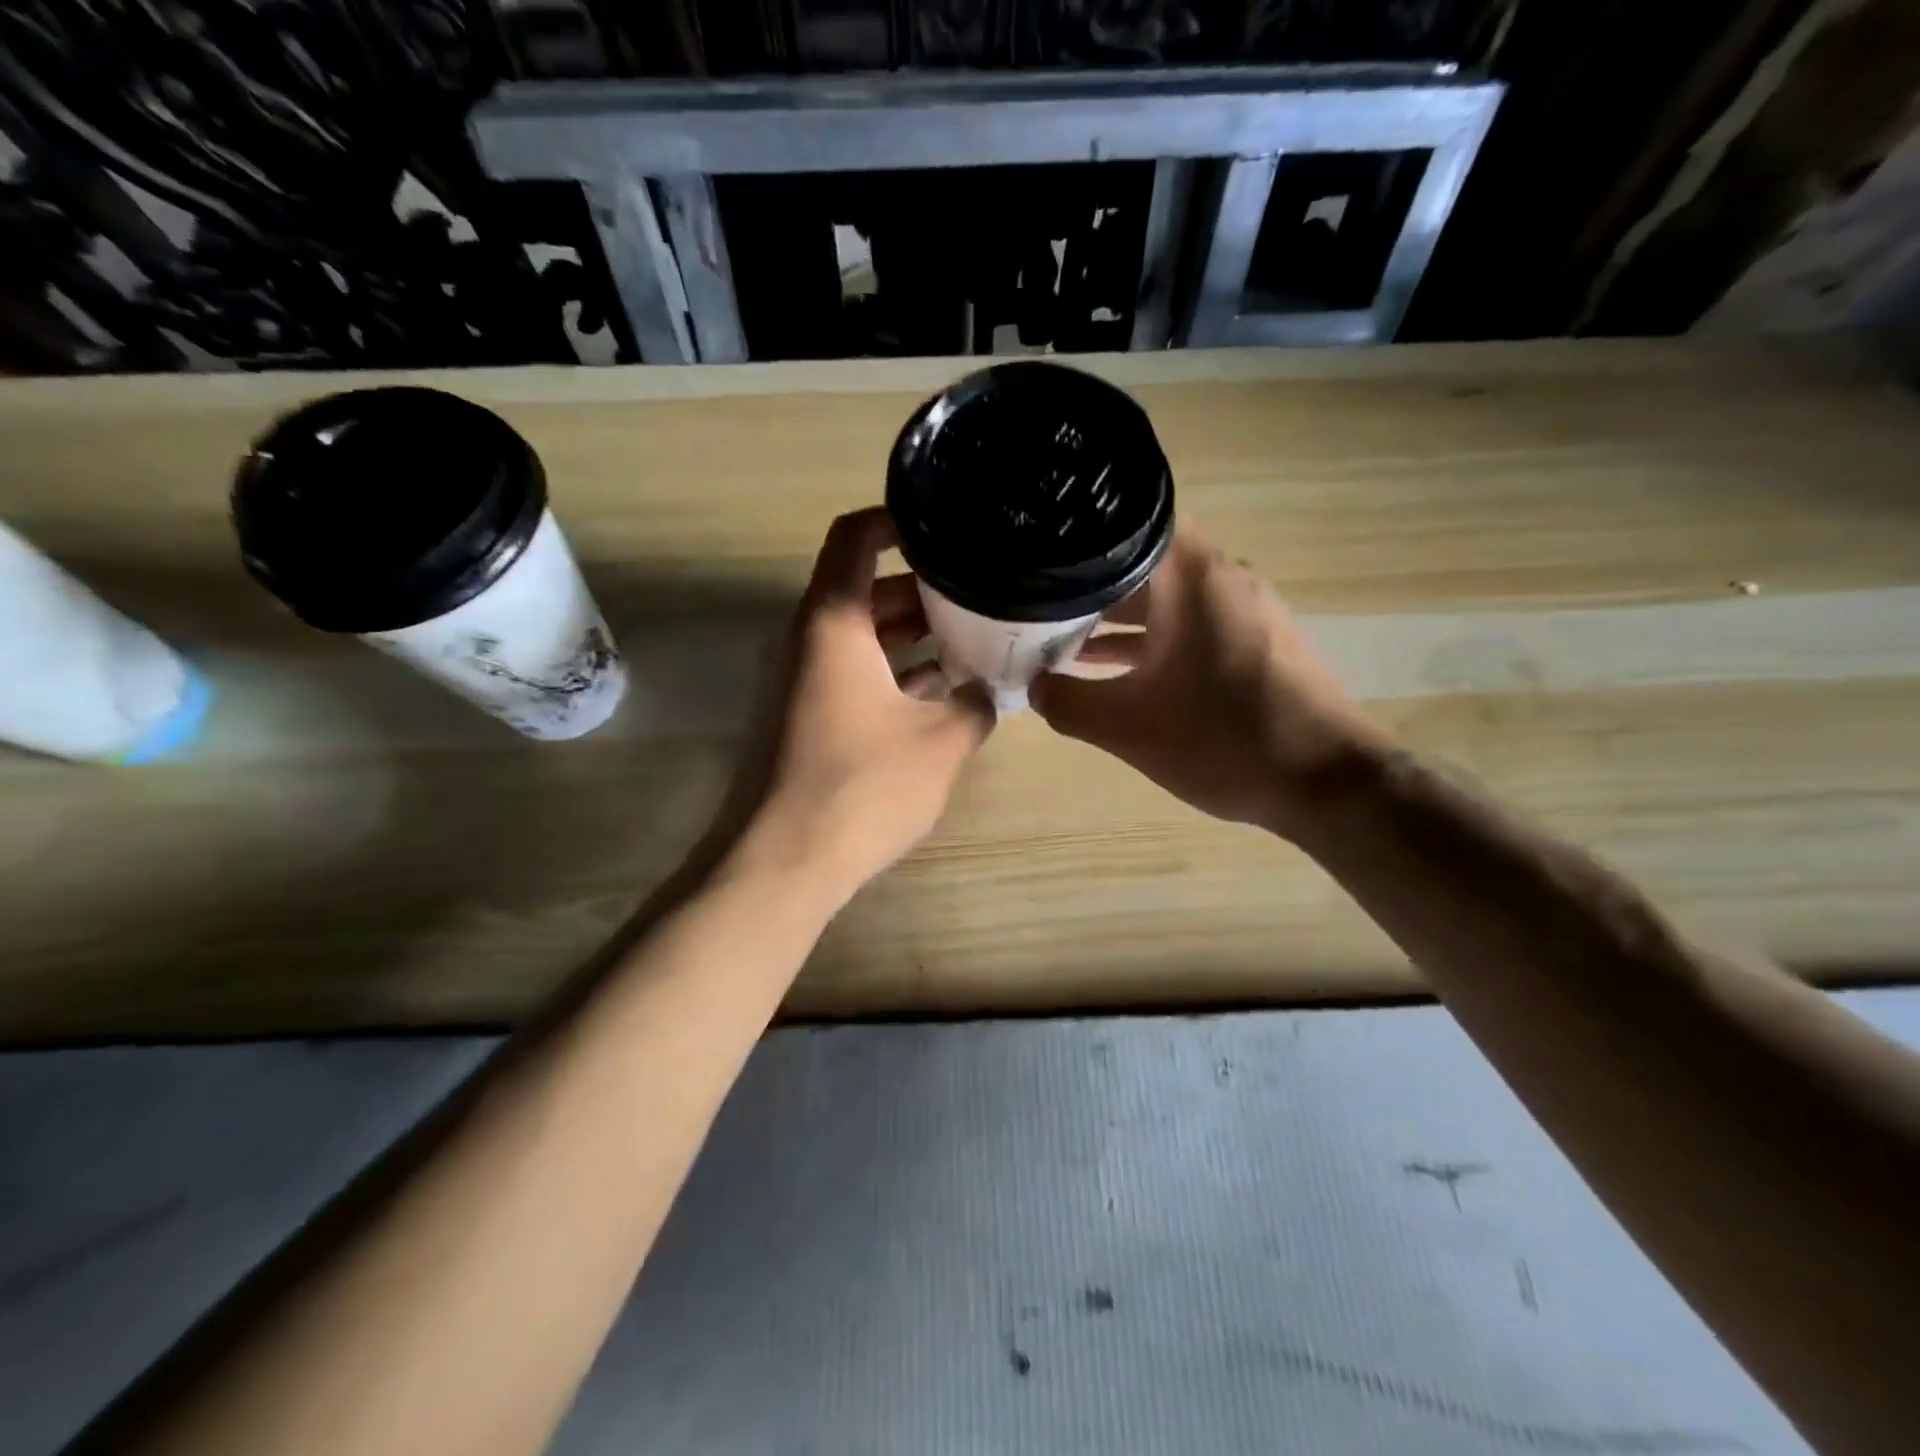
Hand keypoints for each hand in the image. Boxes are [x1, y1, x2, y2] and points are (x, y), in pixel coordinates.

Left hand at [725, 508, 995, 903]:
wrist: (783, 862)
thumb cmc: (862, 787)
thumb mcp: (940, 743)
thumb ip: (975, 706)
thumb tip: (990, 694)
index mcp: (833, 623)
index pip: (855, 538)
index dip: (897, 520)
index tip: (946, 524)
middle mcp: (808, 640)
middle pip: (864, 588)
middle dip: (924, 587)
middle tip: (982, 591)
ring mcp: (801, 680)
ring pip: (861, 635)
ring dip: (912, 633)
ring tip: (974, 636)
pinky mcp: (804, 717)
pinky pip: (852, 673)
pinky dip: (893, 671)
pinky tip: (940, 690)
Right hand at [1030, 526, 1388, 839]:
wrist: (1327, 782)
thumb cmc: (1222, 741)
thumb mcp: (1127, 727)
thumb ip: (1067, 702)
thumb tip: (1033, 687)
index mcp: (1190, 577)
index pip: (1123, 527)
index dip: (1074, 542)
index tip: (1035, 563)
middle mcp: (1221, 577)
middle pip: (1141, 562)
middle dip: (1088, 587)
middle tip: (1037, 609)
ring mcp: (1245, 607)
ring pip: (1167, 597)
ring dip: (1118, 619)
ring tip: (1064, 645)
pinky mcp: (1258, 638)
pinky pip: (1192, 623)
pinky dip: (1154, 639)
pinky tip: (1119, 672)